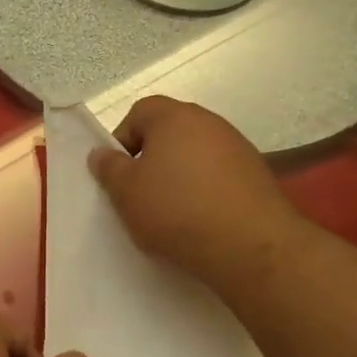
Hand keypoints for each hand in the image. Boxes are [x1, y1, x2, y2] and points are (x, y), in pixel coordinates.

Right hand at [88, 96, 303, 286]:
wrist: (248, 244)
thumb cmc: (176, 211)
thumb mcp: (127, 193)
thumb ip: (109, 169)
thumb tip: (101, 152)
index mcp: (174, 117)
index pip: (139, 112)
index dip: (122, 140)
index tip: (118, 174)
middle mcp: (209, 122)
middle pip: (169, 133)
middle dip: (151, 160)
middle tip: (141, 195)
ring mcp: (237, 147)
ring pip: (195, 156)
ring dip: (179, 177)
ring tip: (171, 213)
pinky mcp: (256, 174)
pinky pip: (218, 176)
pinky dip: (205, 192)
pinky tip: (200, 221)